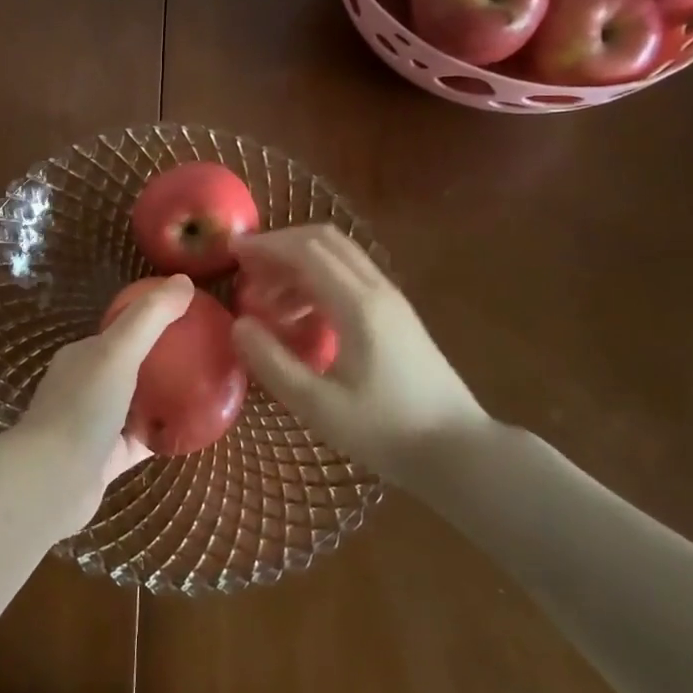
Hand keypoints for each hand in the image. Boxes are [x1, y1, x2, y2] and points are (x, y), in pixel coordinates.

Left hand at [14, 275, 193, 526]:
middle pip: (131, 367)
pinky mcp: (106, 460)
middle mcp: (85, 386)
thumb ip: (150, 317)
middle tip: (204, 356)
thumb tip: (185, 279)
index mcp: (82, 356)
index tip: (189, 320)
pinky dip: (163, 433)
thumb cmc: (83, 407)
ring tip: (205, 388)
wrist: (52, 481)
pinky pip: (142, 440)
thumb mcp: (118, 351)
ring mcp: (94, 425)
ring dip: (164, 397)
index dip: (152, 322)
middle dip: (163, 360)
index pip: (120, 332)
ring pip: (136, 405)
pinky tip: (194, 430)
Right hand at [229, 226, 490, 485]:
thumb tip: (239, 325)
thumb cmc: (386, 430)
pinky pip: (350, 278)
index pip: (307, 251)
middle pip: (325, 241)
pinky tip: (301, 318)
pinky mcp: (397, 315)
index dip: (267, 245)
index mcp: (358, 305)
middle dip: (281, 246)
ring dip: (299, 265)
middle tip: (247, 269)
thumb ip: (273, 362)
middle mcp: (377, 290)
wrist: (459, 451)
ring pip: (339, 258)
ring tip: (267, 301)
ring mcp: (391, 300)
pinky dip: (318, 282)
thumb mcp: (318, 406)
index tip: (233, 251)